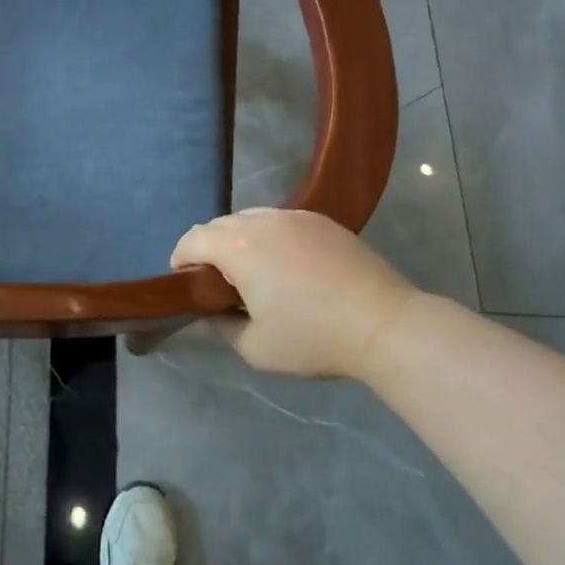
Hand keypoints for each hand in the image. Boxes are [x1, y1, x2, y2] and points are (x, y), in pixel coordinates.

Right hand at [171, 208, 419, 380]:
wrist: (384, 324)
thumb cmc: (313, 338)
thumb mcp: (255, 347)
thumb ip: (219, 328)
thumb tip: (202, 316)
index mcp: (239, 247)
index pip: (193, 239)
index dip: (180, 259)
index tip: (183, 283)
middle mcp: (263, 221)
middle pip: (220, 225)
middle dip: (209, 249)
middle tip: (216, 285)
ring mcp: (296, 217)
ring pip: (251, 219)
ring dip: (240, 241)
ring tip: (252, 274)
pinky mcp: (323, 221)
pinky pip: (281, 222)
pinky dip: (270, 238)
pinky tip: (286, 267)